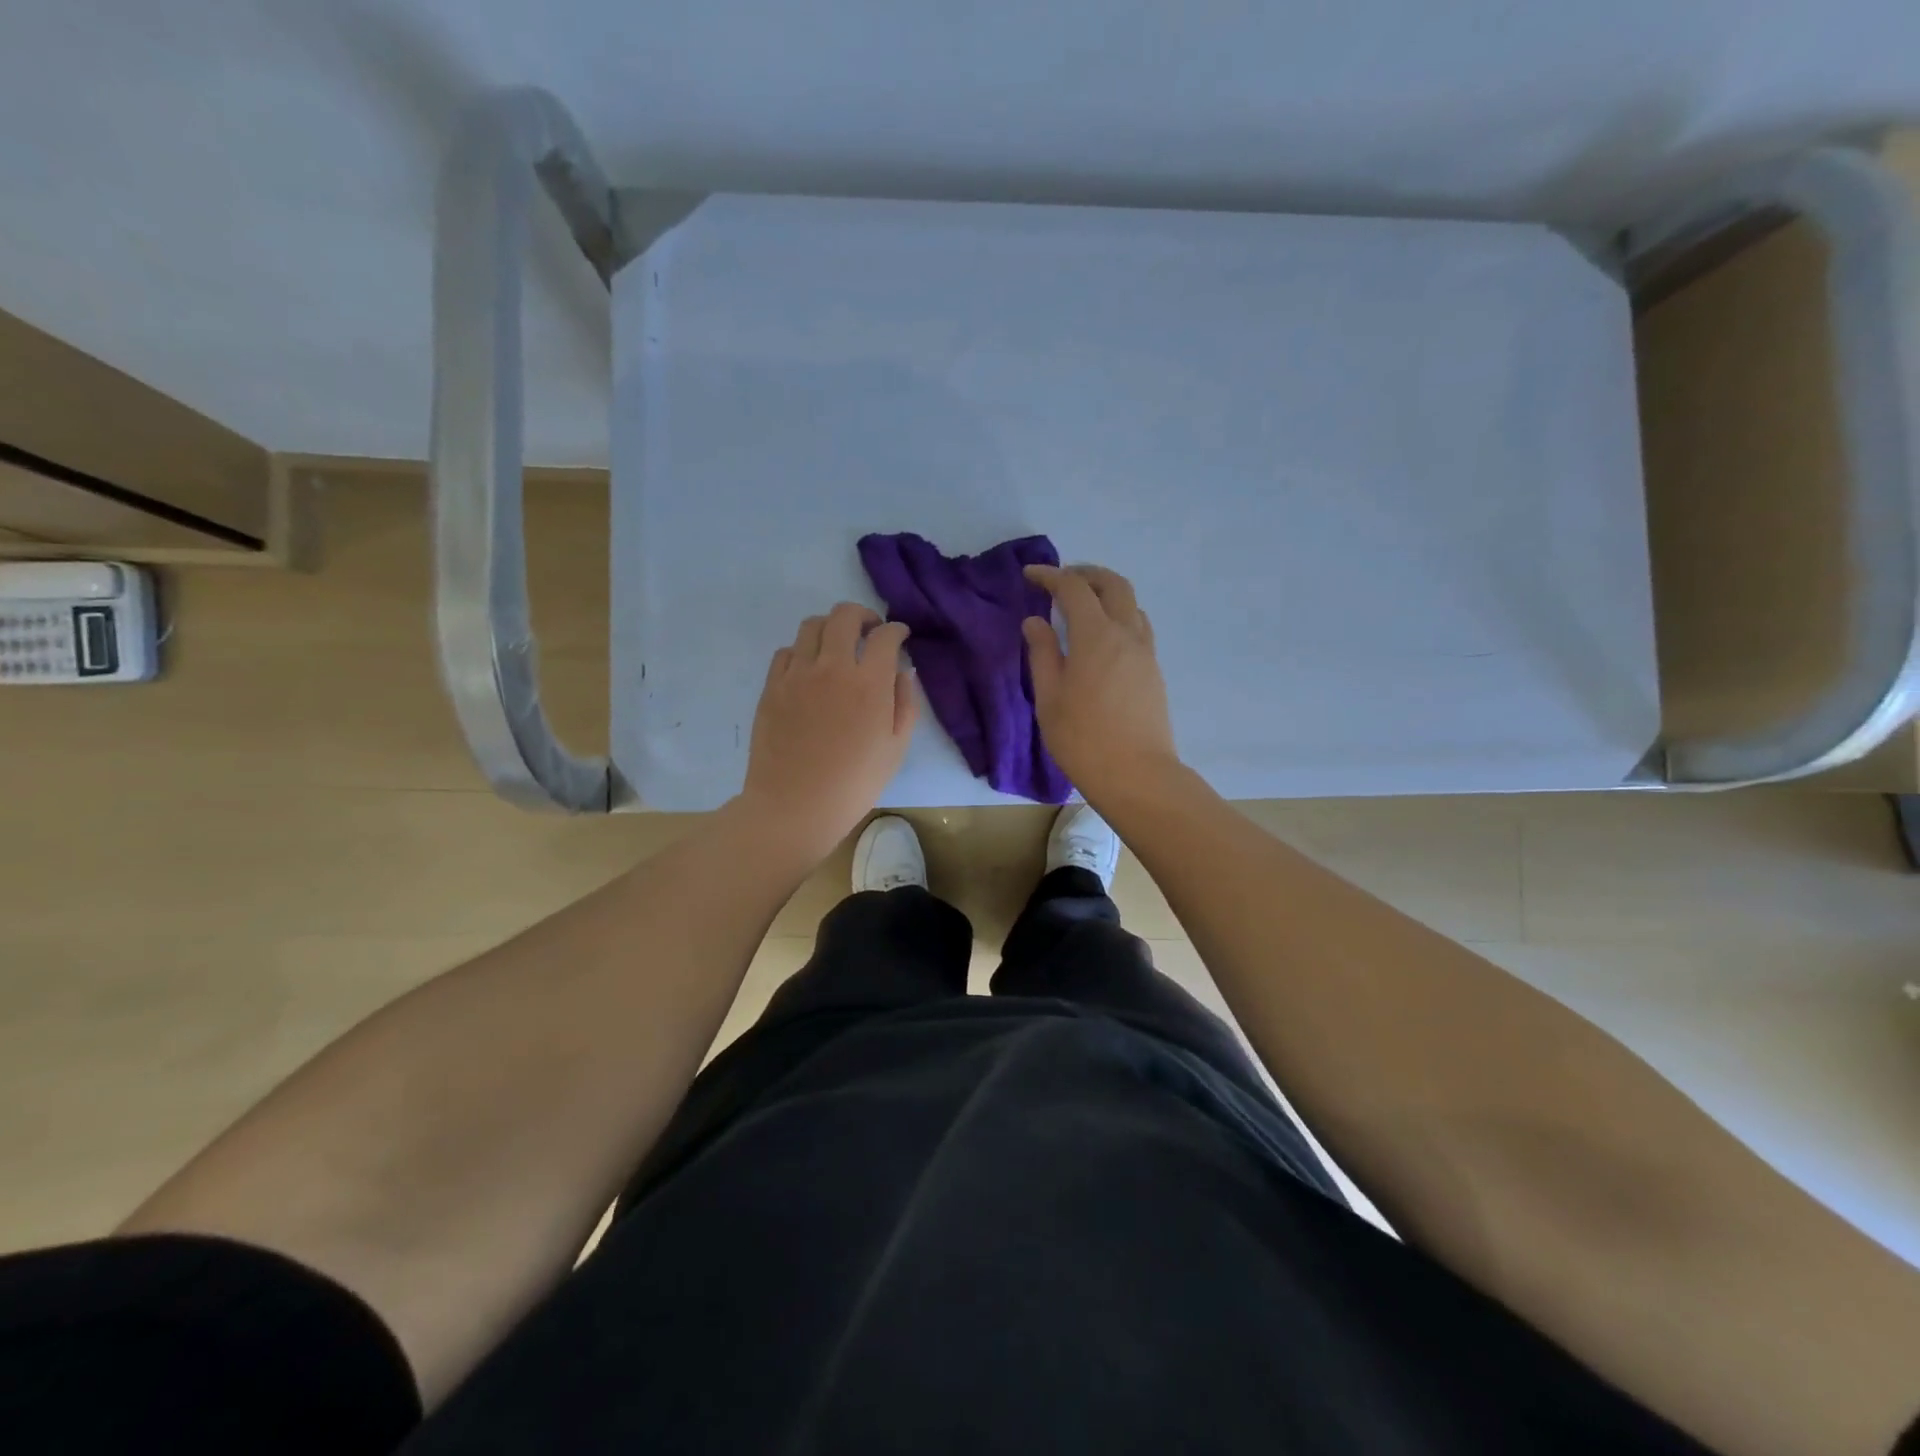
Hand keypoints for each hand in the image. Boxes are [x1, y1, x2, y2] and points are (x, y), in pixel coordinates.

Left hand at [740, 602, 916, 857]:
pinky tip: (809, 669)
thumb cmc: (854, 784)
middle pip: (844, 615)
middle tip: (869, 631)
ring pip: (812, 626)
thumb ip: (905, 704)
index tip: (900, 636)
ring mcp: (797, 674)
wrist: (794, 807)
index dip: (896, 630)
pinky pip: (786, 651)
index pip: (885, 636)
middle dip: (862, 615)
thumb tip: (903, 672)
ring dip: (830, 628)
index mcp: (869, 684)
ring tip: (837, 646)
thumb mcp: (895, 748)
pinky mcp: (772, 686)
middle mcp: (832, 667)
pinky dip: (802, 651)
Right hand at [1022, 565, 1178, 800]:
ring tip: (1082, 606)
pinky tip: (1103, 637)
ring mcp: (1145, 652)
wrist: (1136, 775)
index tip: (1030, 576)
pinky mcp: (1153, 671)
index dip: (1051, 575)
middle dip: (1086, 573)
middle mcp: (1126, 634)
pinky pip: (1139, 627)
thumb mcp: (1049, 697)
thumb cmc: (1082, 739)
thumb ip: (1042, 653)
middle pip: (1113, 584)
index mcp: (1096, 635)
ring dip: (1107, 593)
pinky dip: (1119, 616)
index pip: (1074, 588)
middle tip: (1062, 579)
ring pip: (1131, 604)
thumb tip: (1035, 621)